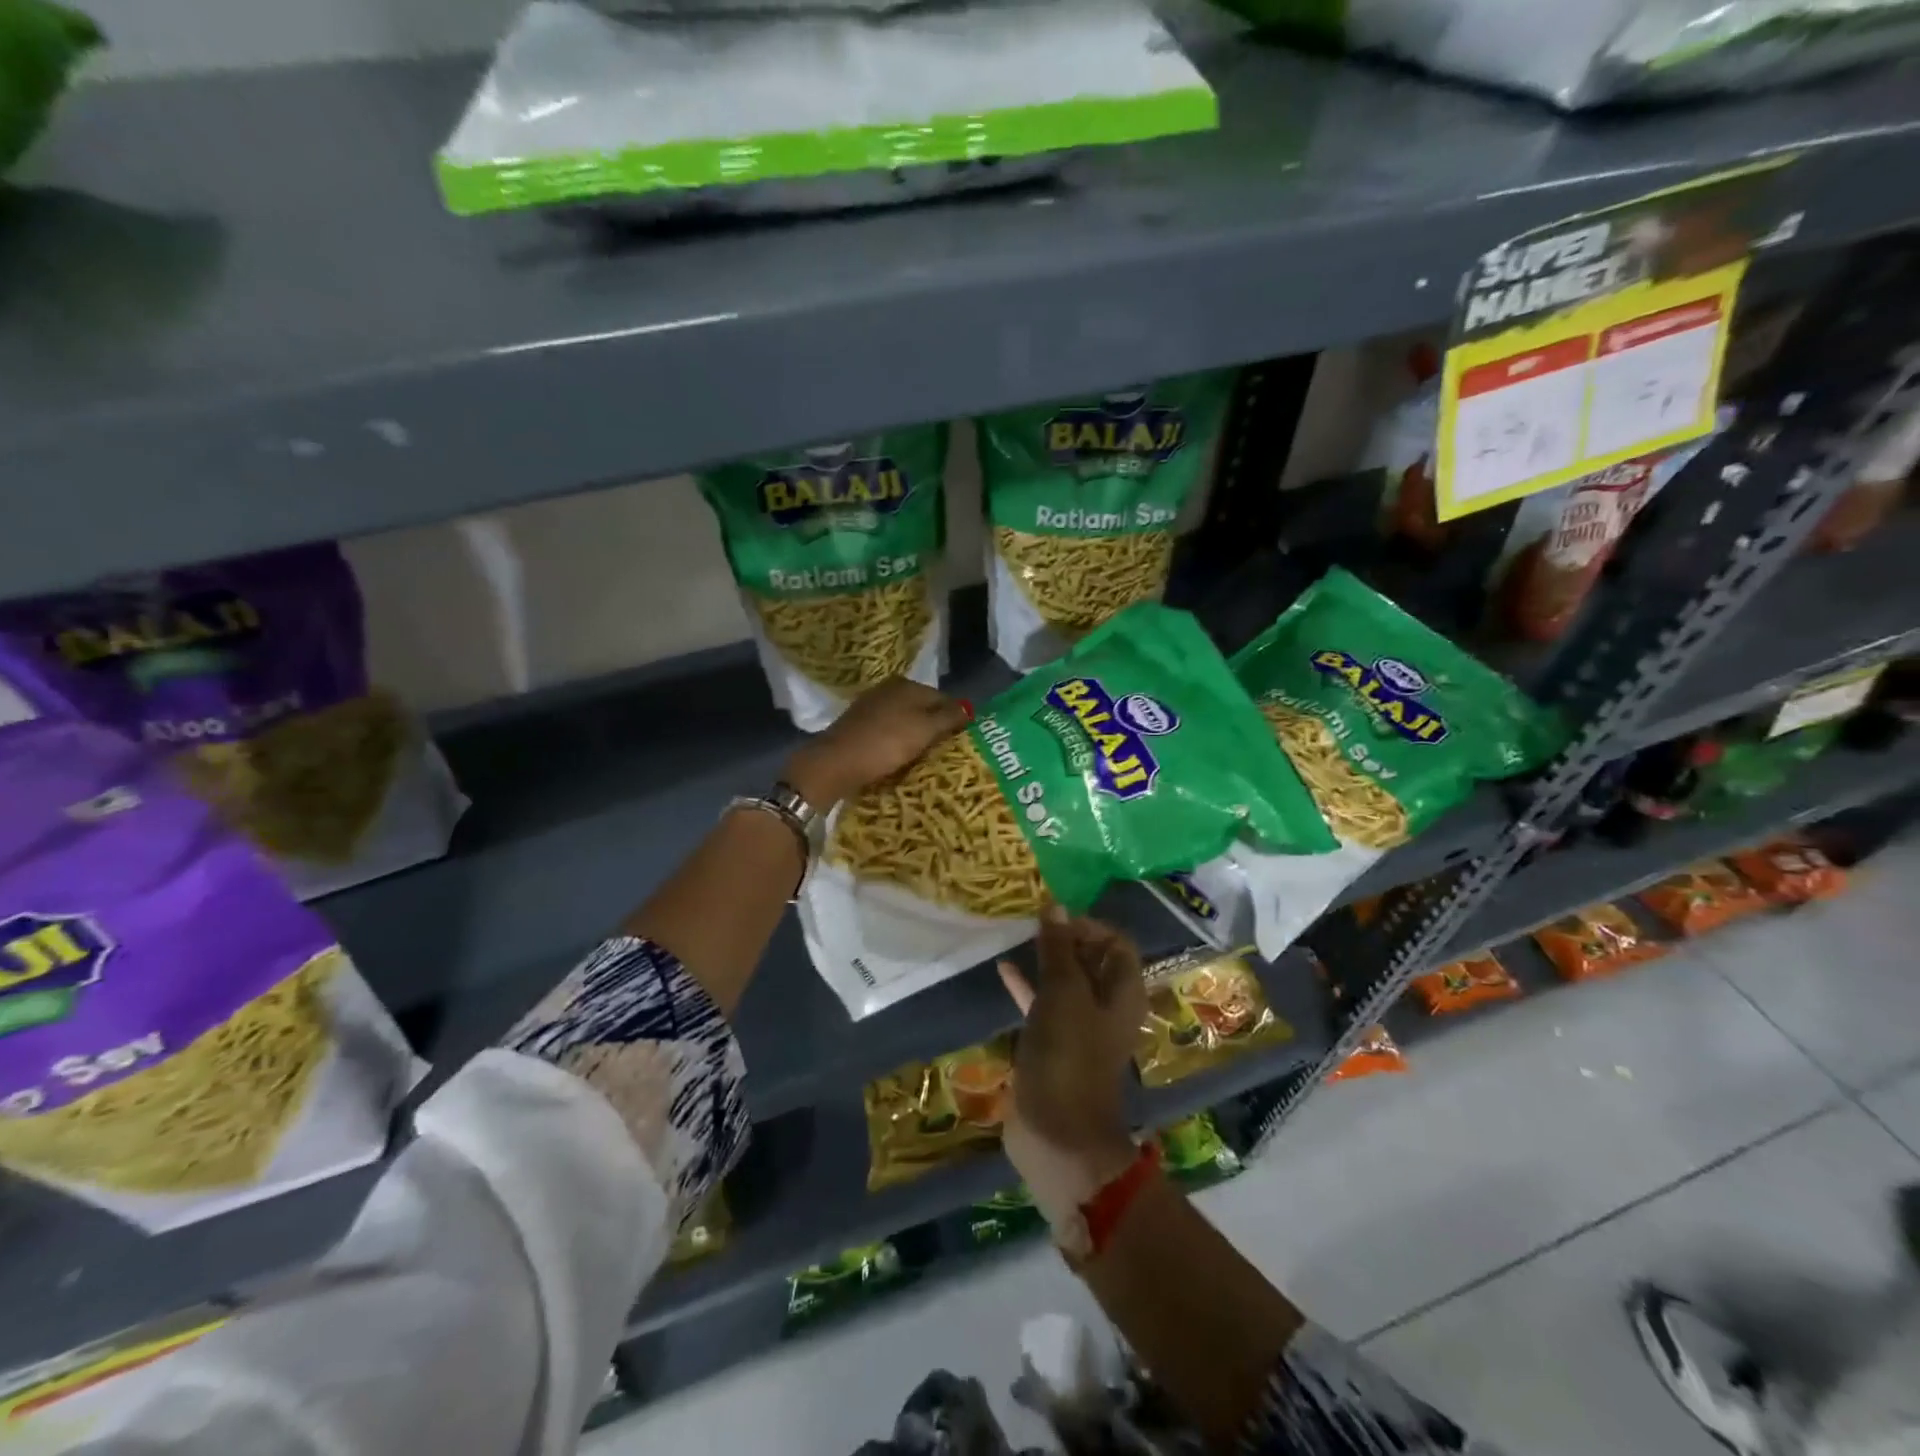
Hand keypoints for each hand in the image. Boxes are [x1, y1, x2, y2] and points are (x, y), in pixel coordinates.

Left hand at [783, 677, 969, 807]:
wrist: (836, 763)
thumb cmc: (886, 743)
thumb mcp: (925, 729)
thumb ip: (949, 717)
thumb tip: (969, 708)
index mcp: (907, 684)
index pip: (943, 698)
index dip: (956, 719)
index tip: (963, 742)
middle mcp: (888, 689)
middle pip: (923, 708)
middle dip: (935, 727)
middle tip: (947, 752)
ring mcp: (871, 706)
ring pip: (905, 720)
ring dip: (916, 736)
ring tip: (926, 758)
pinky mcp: (859, 725)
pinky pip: (889, 731)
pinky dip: (898, 742)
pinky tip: (900, 757)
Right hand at [998, 906, 1146, 1227]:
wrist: (1057, 1134)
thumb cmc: (1068, 1056)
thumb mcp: (1063, 993)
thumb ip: (1059, 949)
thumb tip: (1056, 905)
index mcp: (1123, 992)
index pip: (1116, 942)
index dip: (1089, 925)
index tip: (1055, 918)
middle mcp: (1106, 1006)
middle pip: (1091, 960)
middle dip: (1065, 937)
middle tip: (1031, 918)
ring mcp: (1079, 1027)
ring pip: (1065, 981)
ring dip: (1045, 959)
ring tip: (1017, 934)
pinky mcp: (1053, 1045)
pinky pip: (1042, 1004)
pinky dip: (1027, 986)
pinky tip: (1002, 968)